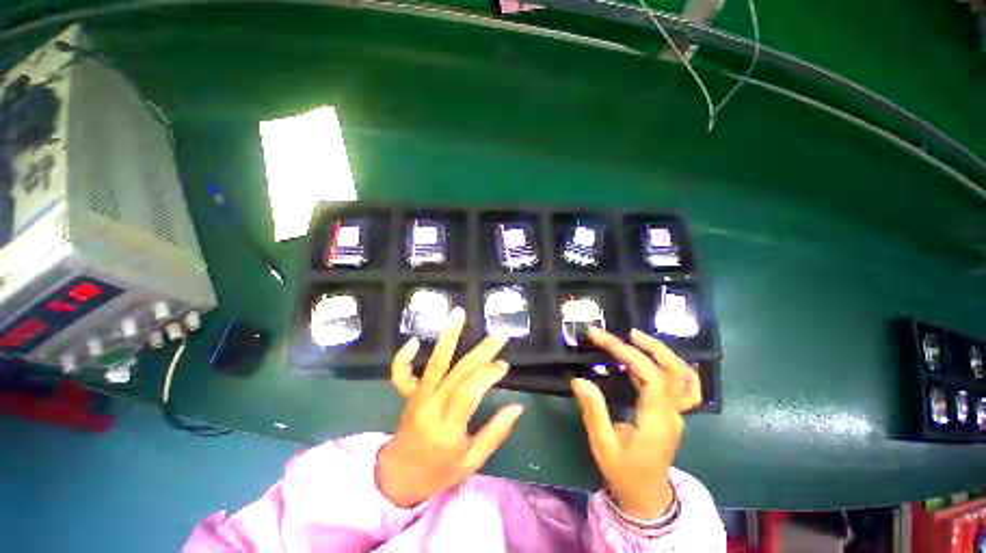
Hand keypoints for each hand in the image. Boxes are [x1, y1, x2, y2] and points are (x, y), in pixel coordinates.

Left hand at [377, 307, 523, 507]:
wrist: (399, 478)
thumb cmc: (439, 472)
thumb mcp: (472, 462)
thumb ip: (495, 433)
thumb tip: (518, 406)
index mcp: (448, 428)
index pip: (470, 391)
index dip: (489, 374)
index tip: (504, 365)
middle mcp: (431, 407)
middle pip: (458, 372)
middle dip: (482, 351)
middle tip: (500, 334)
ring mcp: (416, 398)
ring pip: (434, 363)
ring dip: (448, 336)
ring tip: (459, 314)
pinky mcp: (407, 394)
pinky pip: (400, 374)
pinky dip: (404, 357)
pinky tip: (414, 340)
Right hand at [571, 328, 701, 519]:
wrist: (646, 496)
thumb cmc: (623, 472)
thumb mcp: (603, 445)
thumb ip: (593, 411)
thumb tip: (579, 379)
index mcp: (657, 420)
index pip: (650, 375)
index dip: (627, 352)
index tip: (601, 339)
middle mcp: (673, 413)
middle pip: (672, 370)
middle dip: (647, 346)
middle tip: (621, 332)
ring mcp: (678, 413)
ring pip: (681, 374)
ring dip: (661, 351)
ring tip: (637, 336)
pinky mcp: (673, 413)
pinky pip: (684, 385)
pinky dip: (674, 365)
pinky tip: (659, 356)